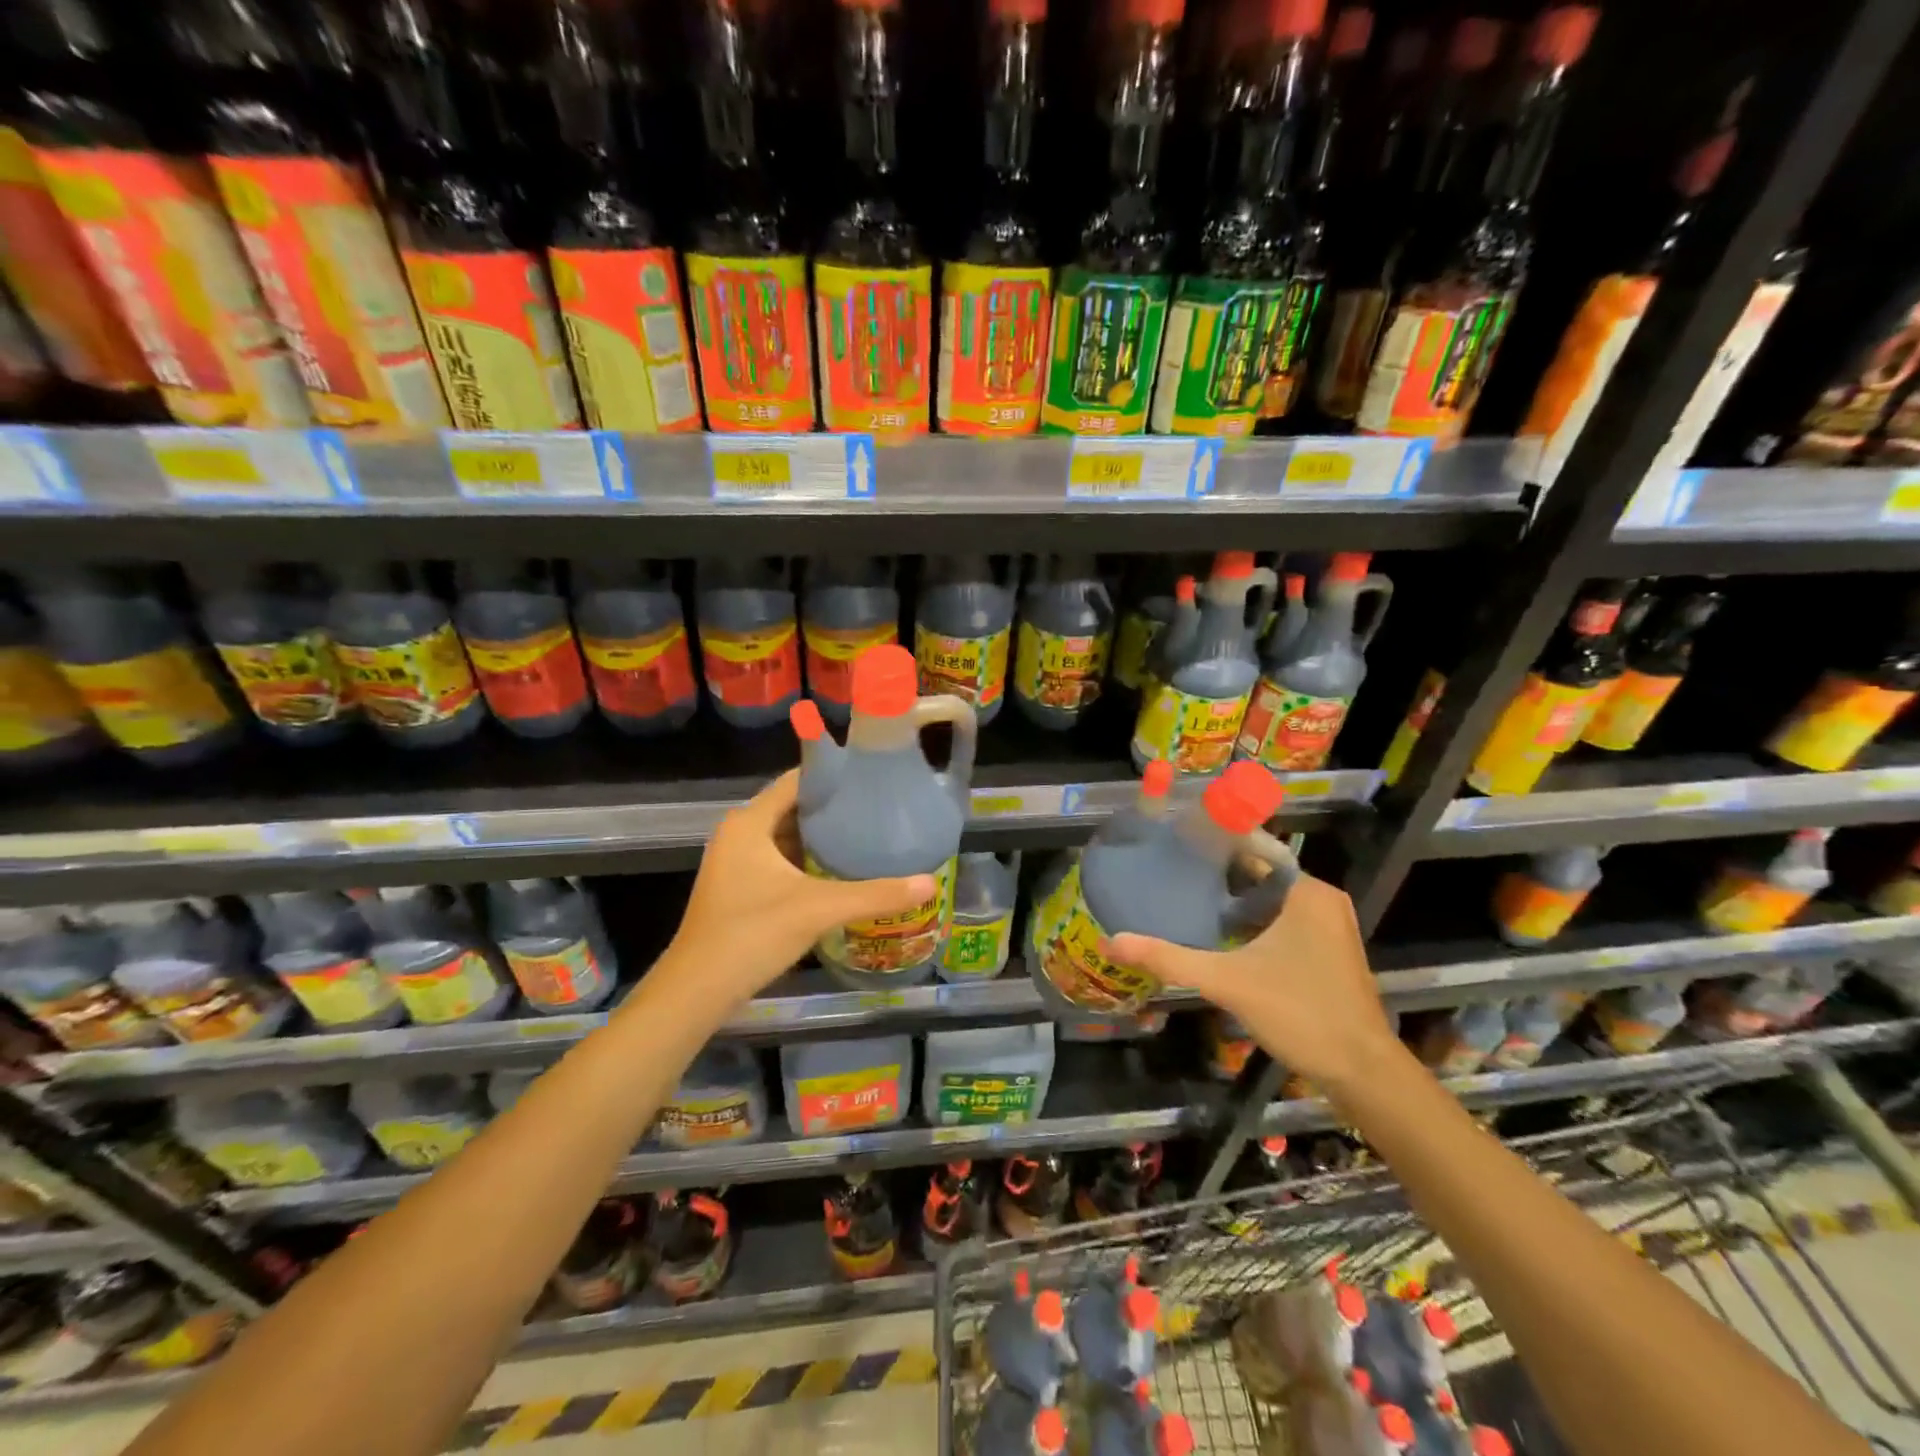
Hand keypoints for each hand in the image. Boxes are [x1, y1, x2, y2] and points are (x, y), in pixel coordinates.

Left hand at [657, 770, 937, 1008]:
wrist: (697, 990)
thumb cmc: (752, 934)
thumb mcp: (819, 909)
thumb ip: (875, 894)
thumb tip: (930, 882)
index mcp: (750, 822)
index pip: (797, 781)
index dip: (834, 775)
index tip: (873, 776)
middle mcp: (740, 834)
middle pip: (794, 807)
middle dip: (834, 809)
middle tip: (880, 809)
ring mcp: (736, 862)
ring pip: (788, 836)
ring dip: (823, 837)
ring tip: (869, 835)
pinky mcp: (740, 888)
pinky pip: (780, 860)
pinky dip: (809, 861)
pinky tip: (841, 871)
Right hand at [1105, 874, 1401, 1094]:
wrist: (1362, 1073)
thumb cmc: (1301, 1013)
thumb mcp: (1228, 982)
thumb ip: (1170, 959)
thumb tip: (1111, 941)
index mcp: (1307, 892)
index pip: (1253, 850)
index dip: (1212, 847)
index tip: (1173, 845)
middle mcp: (1321, 900)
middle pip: (1259, 875)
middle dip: (1217, 876)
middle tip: (1169, 874)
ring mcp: (1328, 927)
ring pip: (1270, 900)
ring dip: (1233, 902)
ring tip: (1184, 898)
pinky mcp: (1327, 951)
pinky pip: (1282, 921)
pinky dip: (1252, 922)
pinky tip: (1218, 934)